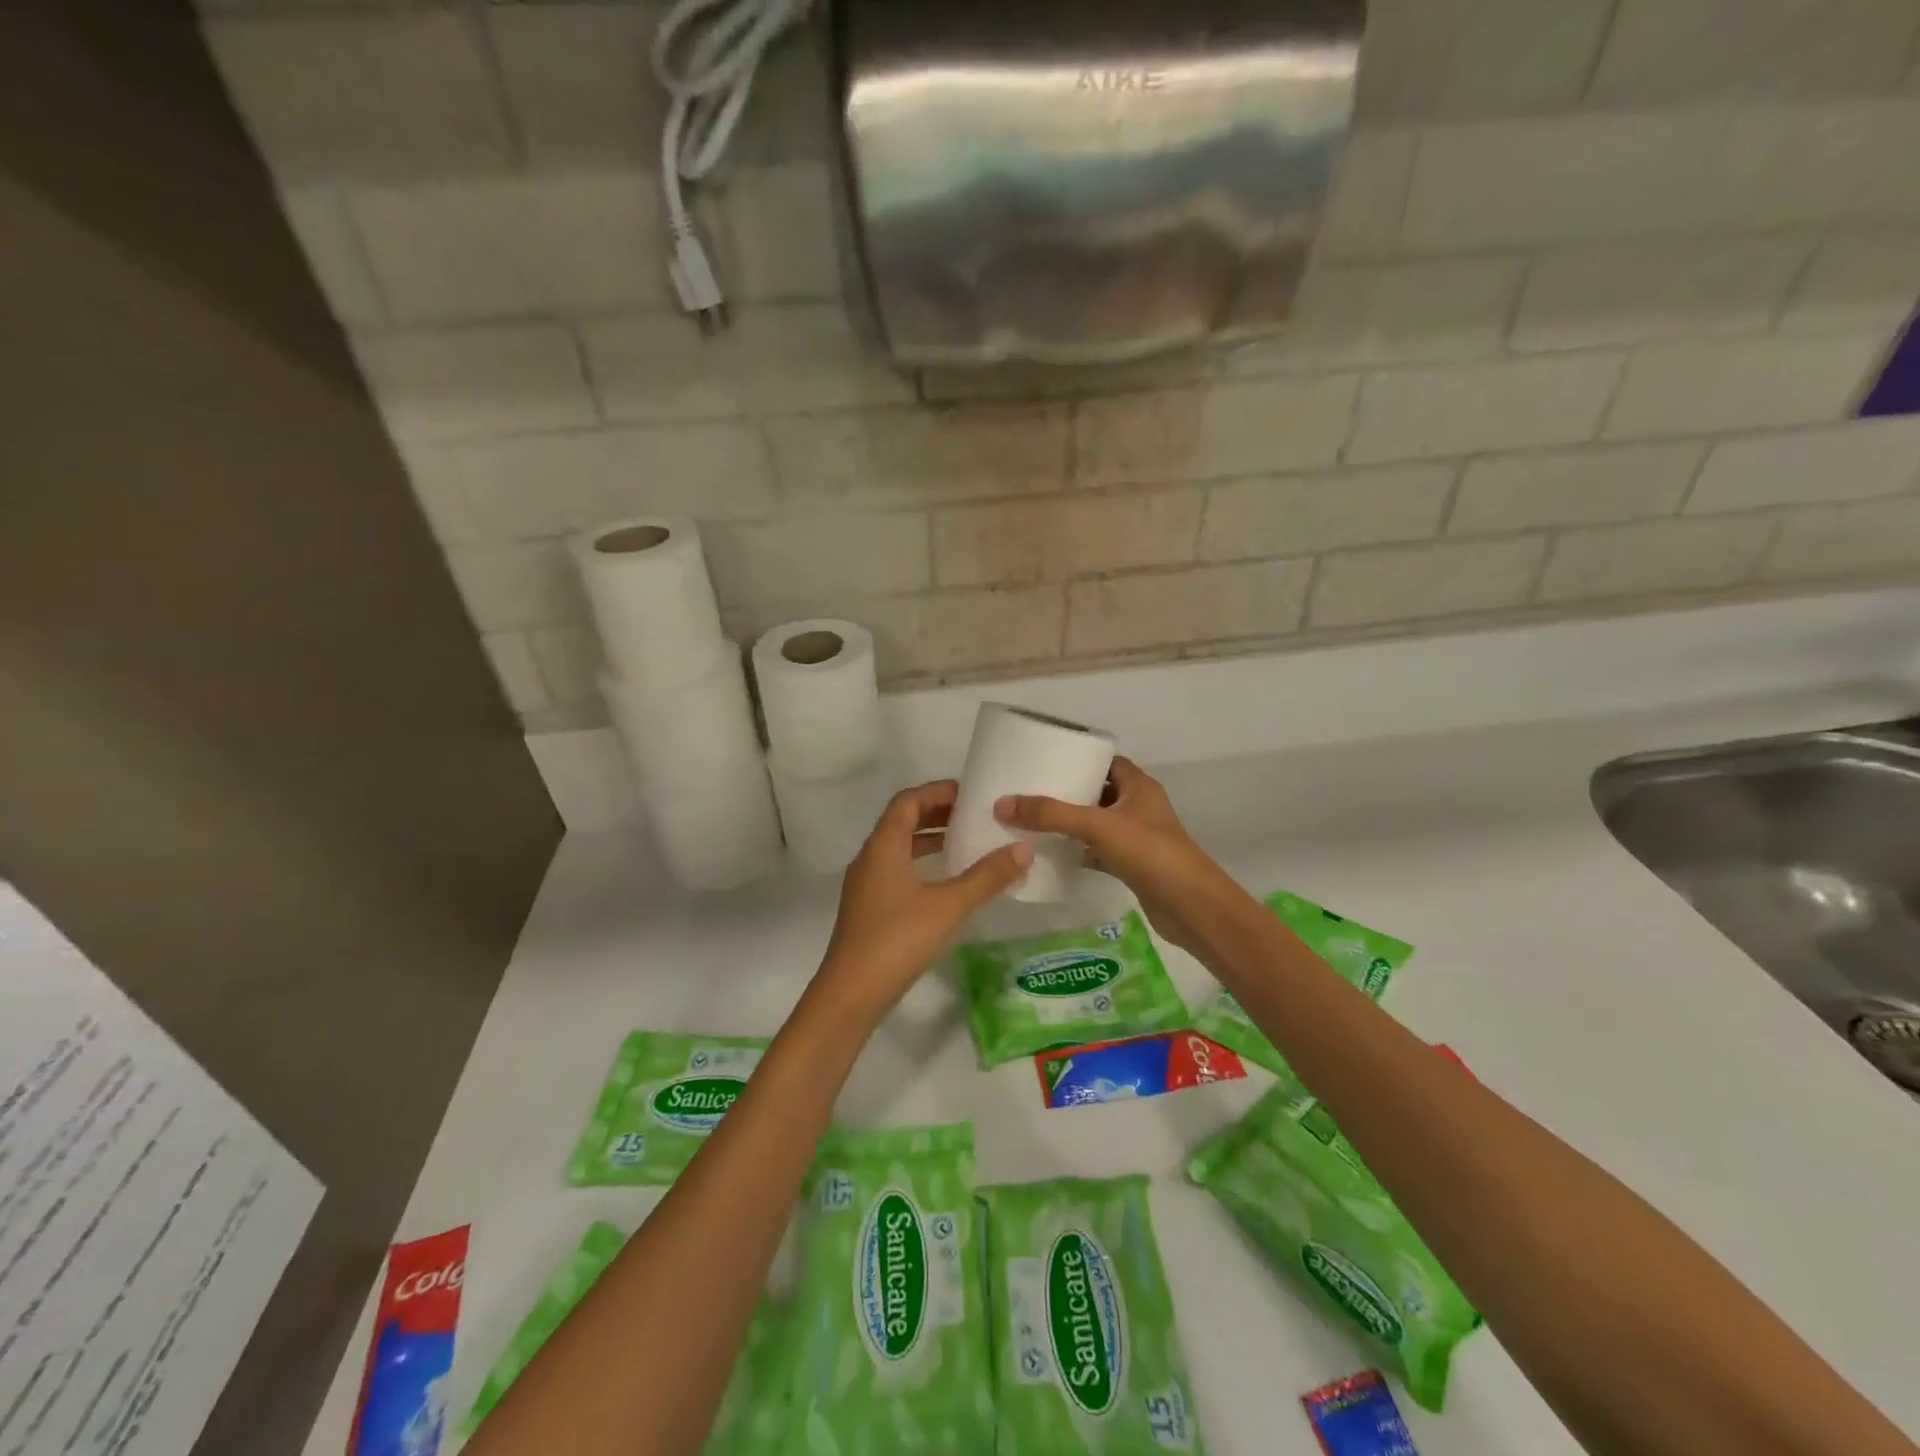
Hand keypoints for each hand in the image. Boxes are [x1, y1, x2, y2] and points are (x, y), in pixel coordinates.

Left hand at [815, 780, 1030, 1020]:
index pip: (908, 801)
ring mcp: (866, 885)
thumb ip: (986, 877)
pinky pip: (896, 870)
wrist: (850, 995)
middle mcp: (870, 858)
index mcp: (883, 846)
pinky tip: (945, 884)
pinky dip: (921, 865)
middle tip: (974, 816)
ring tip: (965, 844)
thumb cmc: (897, 940)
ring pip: (899, 848)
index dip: (937, 791)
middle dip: (937, 813)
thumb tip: (1023, 849)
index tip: (970, 794)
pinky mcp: (868, 909)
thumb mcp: (948, 906)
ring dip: (929, 840)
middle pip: (902, 821)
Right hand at [994, 757, 1229, 957]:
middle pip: (1098, 792)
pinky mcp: (1132, 865)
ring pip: (1096, 824)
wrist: (1190, 906)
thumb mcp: (1096, 825)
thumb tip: (1002, 803)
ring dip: (1070, 824)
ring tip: (1031, 821)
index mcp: (1139, 786)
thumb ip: (1051, 814)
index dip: (1079, 759)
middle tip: (1029, 792)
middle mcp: (1139, 807)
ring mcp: (1136, 838)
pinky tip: (1051, 855)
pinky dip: (1078, 852)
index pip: (1106, 762)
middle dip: (1067, 792)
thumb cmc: (1149, 852)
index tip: (1045, 761)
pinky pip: (1097, 851)